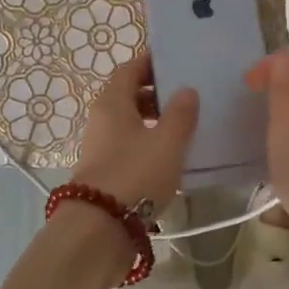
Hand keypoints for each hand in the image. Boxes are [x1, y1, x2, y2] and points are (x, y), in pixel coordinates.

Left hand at [70, 51, 199, 211]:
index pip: (130, 69)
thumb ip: (181, 114)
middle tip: (187, 95)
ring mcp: (100, 144)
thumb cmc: (136, 173)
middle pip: (129, 94)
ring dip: (154, 119)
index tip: (178, 63)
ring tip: (184, 126)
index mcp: (112, 101)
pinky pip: (128, 144)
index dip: (152, 63)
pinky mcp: (105, 169)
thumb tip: (186, 90)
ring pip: (129, 121)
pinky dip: (148, 142)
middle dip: (157, 92)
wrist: (101, 226)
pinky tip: (170, 155)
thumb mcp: (167, 142)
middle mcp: (101, 117)